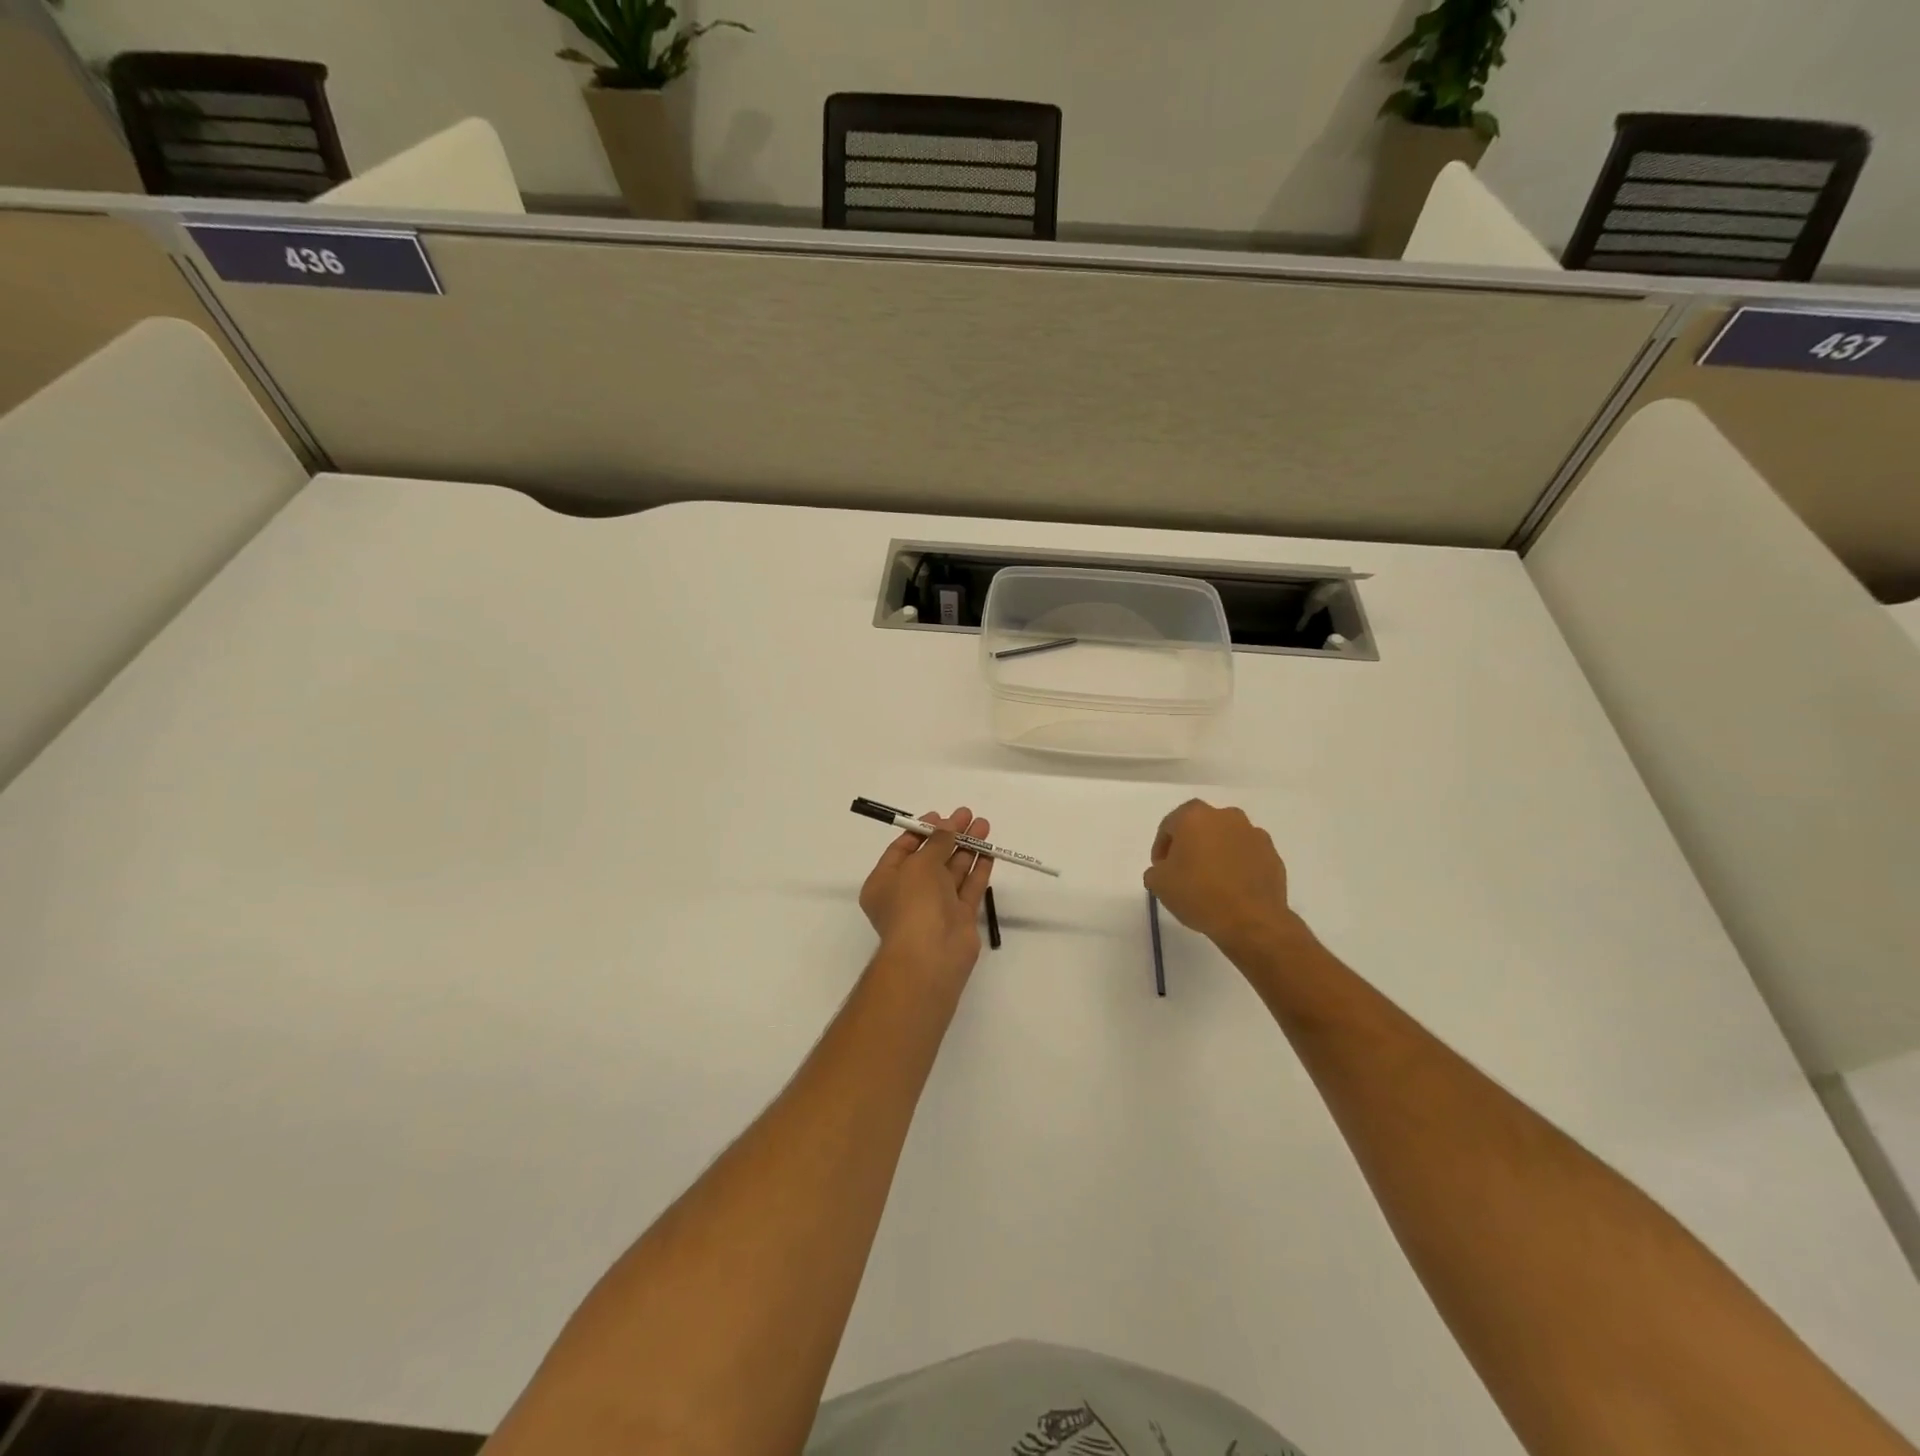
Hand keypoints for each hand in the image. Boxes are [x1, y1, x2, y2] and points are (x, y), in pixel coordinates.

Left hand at [859, 807, 994, 988]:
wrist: (931, 955)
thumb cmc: (913, 904)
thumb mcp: (919, 864)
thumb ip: (937, 842)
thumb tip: (948, 824)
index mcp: (885, 882)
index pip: (902, 850)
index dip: (922, 831)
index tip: (941, 815)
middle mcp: (908, 894)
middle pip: (931, 858)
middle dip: (950, 836)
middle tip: (969, 815)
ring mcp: (935, 907)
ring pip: (952, 872)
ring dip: (967, 848)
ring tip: (984, 826)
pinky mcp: (959, 919)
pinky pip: (968, 889)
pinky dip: (978, 870)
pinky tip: (989, 852)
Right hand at [1143, 800, 1298, 952]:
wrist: (1251, 920)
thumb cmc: (1199, 894)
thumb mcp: (1159, 884)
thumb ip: (1156, 870)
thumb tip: (1163, 870)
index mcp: (1194, 816)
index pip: (1169, 825)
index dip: (1162, 847)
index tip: (1161, 868)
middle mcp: (1226, 816)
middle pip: (1201, 826)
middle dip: (1191, 845)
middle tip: (1184, 871)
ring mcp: (1253, 834)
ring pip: (1226, 838)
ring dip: (1217, 852)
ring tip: (1211, 880)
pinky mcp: (1273, 854)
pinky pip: (1247, 855)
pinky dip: (1239, 865)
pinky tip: (1233, 888)